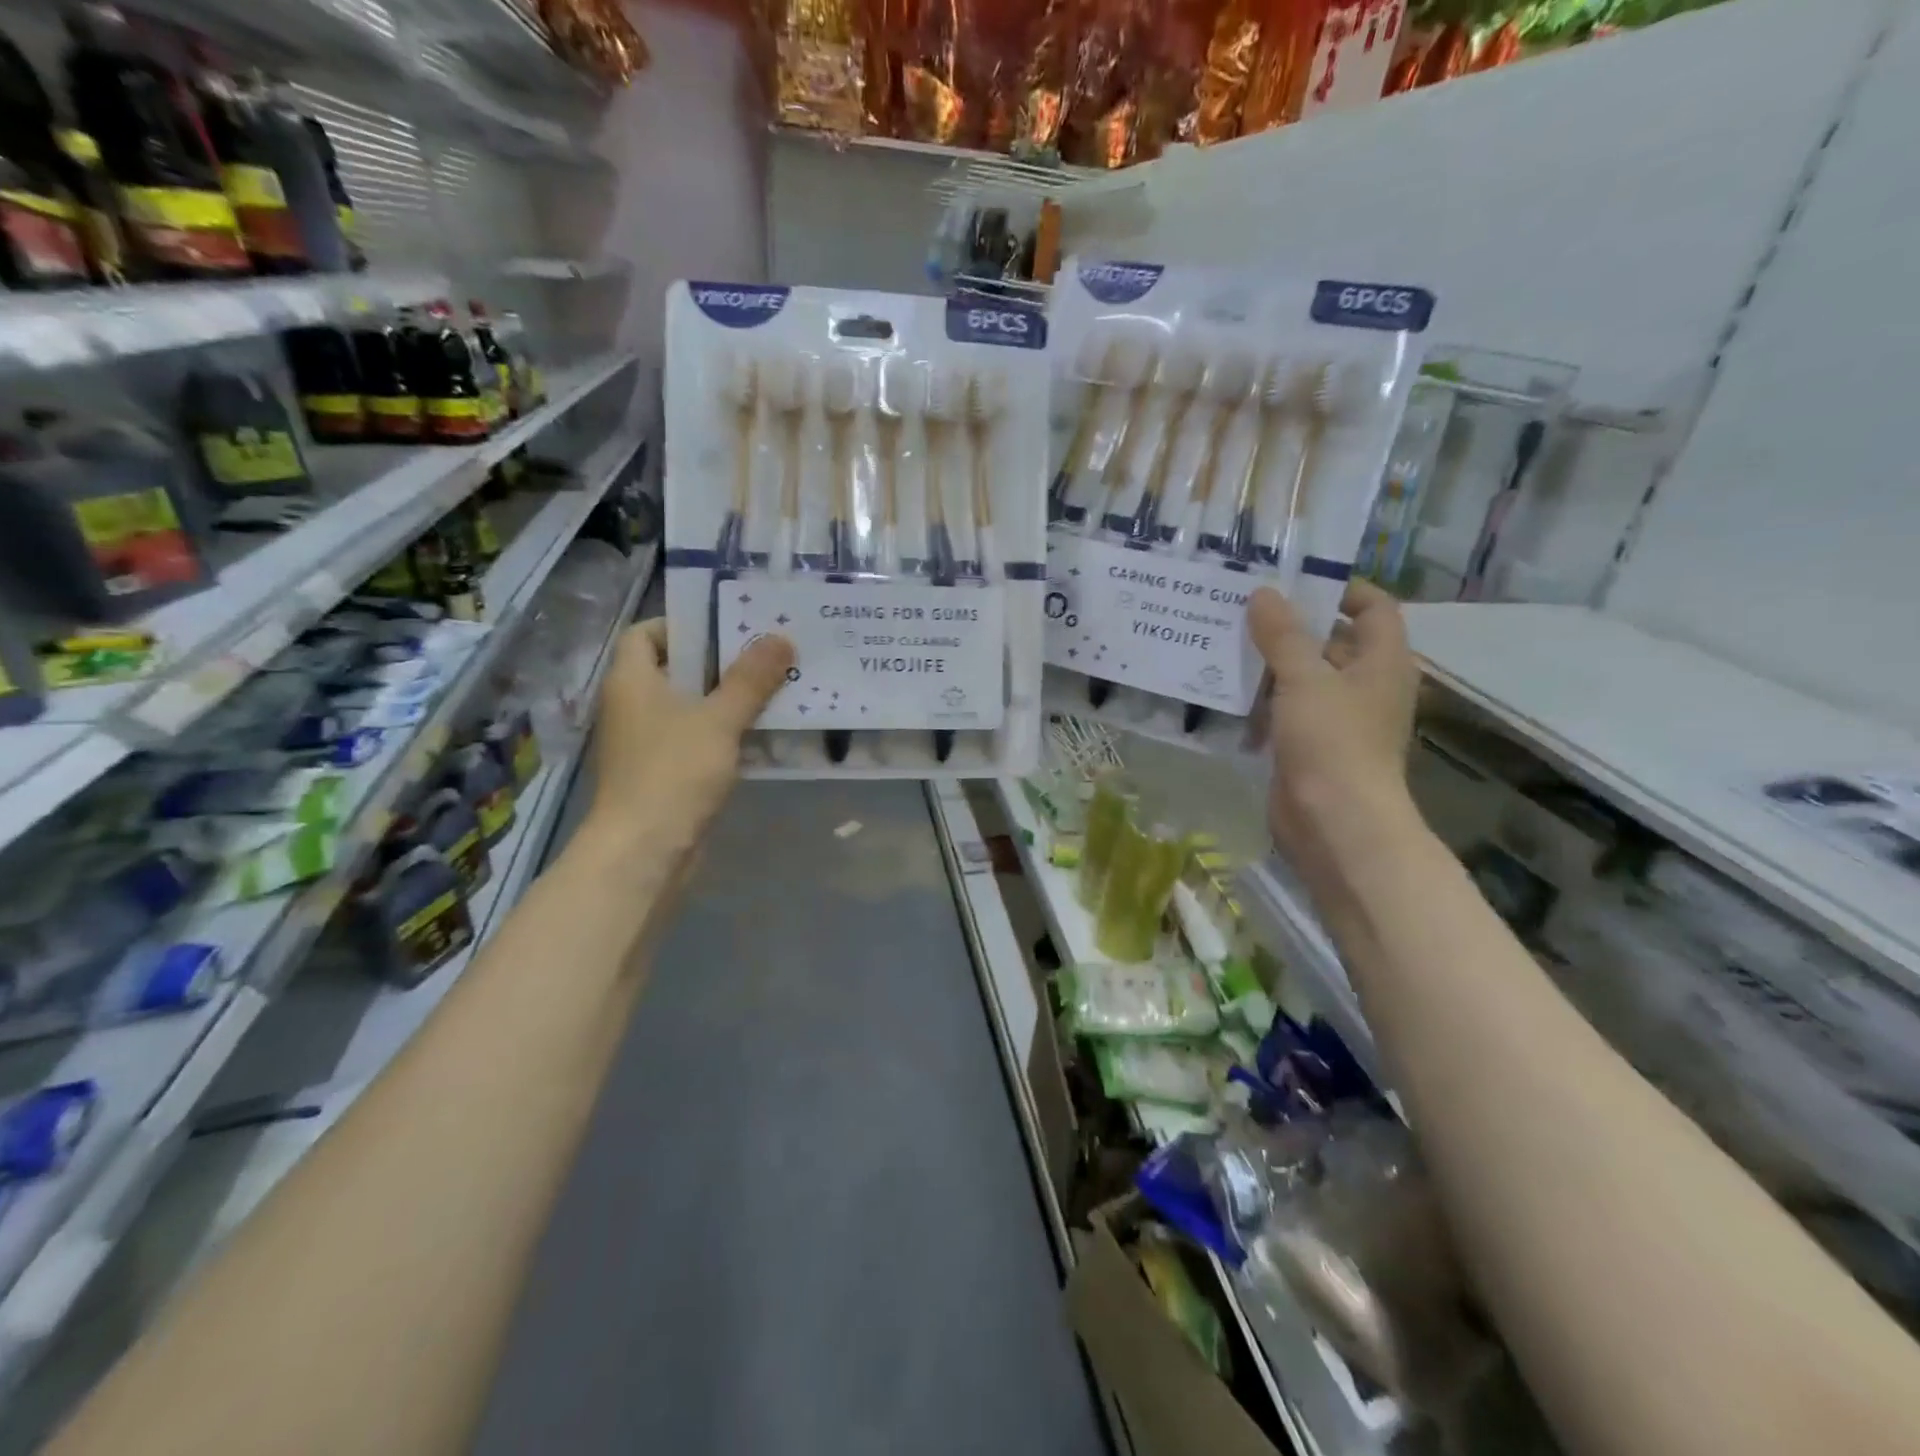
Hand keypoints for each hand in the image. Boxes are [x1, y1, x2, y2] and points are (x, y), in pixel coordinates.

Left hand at [585, 620, 792, 854]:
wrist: (645, 851)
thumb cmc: (673, 773)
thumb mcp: (718, 719)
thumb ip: (751, 679)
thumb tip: (781, 637)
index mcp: (632, 680)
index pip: (646, 633)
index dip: (683, 624)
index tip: (728, 625)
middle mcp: (634, 706)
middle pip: (677, 669)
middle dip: (722, 661)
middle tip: (768, 653)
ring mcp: (648, 742)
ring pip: (693, 707)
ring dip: (730, 699)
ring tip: (777, 688)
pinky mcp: (666, 773)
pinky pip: (699, 740)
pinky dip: (727, 733)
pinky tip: (765, 734)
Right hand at [1249, 581, 1418, 857]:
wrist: (1334, 822)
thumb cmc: (1332, 742)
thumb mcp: (1304, 679)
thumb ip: (1282, 634)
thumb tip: (1264, 593)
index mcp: (1382, 661)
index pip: (1374, 607)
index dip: (1341, 589)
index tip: (1294, 581)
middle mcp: (1366, 686)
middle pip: (1332, 641)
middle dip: (1291, 626)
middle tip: (1243, 608)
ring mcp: (1338, 719)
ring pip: (1303, 678)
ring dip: (1269, 665)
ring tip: (1224, 643)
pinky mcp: (1310, 747)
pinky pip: (1285, 712)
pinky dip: (1261, 702)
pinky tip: (1224, 694)